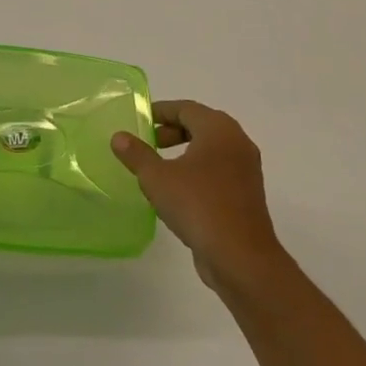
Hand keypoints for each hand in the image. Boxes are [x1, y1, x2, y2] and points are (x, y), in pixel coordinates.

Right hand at [111, 101, 286, 295]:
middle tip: (148, 143)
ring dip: (185, 152)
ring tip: (159, 167)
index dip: (161, 111)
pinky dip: (198, 170)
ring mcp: (246, 169)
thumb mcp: (157, 178)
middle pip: (201, 125)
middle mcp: (237, 142)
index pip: (186, 108)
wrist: (240, 257)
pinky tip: (179, 190)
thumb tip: (119, 136)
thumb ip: (137, 154)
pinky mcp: (247, 194)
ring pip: (211, 149)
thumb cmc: (198, 205)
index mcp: (219, 130)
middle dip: (172, 131)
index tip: (140, 120)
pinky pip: (219, 170)